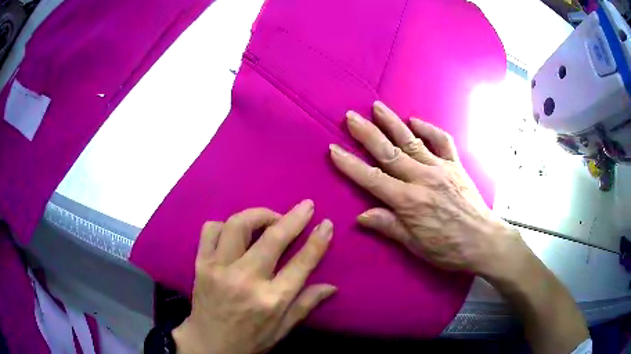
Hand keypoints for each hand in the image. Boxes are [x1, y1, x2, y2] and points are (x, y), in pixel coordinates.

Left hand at [172, 201, 335, 353]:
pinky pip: (210, 230)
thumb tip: (332, 287)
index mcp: (271, 300)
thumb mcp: (282, 329)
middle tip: (305, 206)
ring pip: (238, 225)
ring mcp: (219, 269)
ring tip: (269, 219)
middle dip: (293, 217)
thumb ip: (306, 305)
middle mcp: (245, 280)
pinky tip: (234, 232)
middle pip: (272, 238)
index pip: (301, 264)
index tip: (326, 223)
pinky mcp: (201, 264)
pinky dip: (225, 224)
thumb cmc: (250, 340)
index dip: (317, 240)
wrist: (209, 345)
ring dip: (258, 215)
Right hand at [329, 101, 521, 276]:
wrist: (483, 240)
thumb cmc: (448, 248)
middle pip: (388, 151)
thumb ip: (388, 226)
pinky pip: (441, 141)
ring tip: (377, 107)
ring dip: (392, 122)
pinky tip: (415, 121)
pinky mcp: (455, 165)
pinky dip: (428, 128)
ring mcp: (440, 168)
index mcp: (407, 201)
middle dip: (366, 133)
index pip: (372, 178)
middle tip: (350, 117)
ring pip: (411, 140)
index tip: (333, 149)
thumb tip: (361, 216)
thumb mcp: (415, 245)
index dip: (350, 164)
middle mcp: (421, 178)